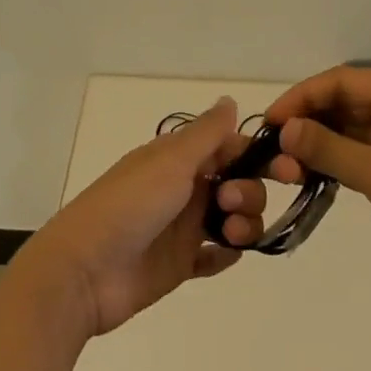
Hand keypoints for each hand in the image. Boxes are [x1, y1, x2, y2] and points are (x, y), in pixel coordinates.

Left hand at [11, 98, 272, 339]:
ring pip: (230, 218)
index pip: (228, 147)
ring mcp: (181, 227)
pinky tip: (228, 254)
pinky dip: (226, 254)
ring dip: (243, 223)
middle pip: (236, 183)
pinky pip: (213, 256)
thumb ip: (206, 134)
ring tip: (230, 235)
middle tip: (230, 203)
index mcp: (178, 157)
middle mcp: (183, 187)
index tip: (286, 169)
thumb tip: (230, 100)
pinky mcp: (179, 264)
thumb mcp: (171, 161)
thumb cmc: (130, 205)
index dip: (256, 155)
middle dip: (248, 192)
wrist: (84, 271)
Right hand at [266, 65, 370, 303]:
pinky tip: (302, 175)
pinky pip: (349, 153)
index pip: (342, 81)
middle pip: (339, 102)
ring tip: (283, 167)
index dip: (303, 96)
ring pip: (341, 129)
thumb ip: (331, 149)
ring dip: (312, 143)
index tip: (272, 121)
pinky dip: (326, 161)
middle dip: (305, 121)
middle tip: (272, 149)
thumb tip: (283, 130)